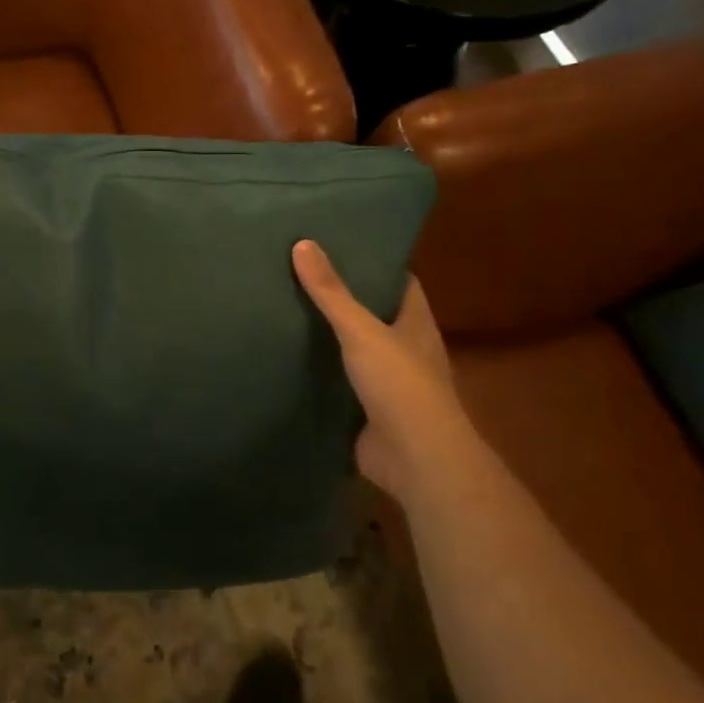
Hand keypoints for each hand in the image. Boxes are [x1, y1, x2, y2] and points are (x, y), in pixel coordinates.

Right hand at [293, 239, 482, 506]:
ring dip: (330, 338)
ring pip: (356, 351)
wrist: (414, 459)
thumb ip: (332, 293)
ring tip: (287, 310)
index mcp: (416, 324)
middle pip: (375, 315)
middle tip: (302, 275)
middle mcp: (406, 350)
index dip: (376, 263)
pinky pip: (340, 384)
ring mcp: (388, 383)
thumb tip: (303, 243)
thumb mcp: (362, 331)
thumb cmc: (400, 385)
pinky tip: (289, 360)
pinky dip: (320, 374)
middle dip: (344, 299)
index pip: (400, 282)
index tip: (342, 245)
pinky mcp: (368, 411)